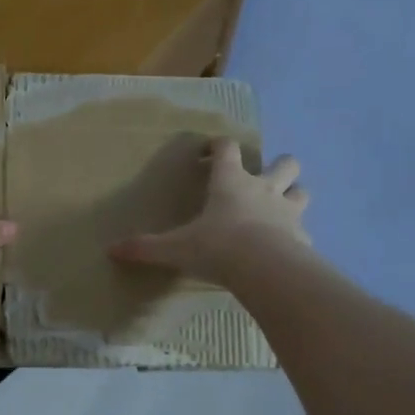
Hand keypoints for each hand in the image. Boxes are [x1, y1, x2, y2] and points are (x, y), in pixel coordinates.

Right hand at [107, 140, 309, 284]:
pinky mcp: (302, 237)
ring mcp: (288, 211)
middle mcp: (264, 189)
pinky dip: (296, 236)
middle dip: (276, 166)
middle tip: (259, 181)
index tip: (208, 152)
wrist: (264, 269)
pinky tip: (285, 248)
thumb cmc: (217, 247)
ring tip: (278, 210)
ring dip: (293, 195)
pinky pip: (303, 231)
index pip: (227, 149)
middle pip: (284, 162)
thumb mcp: (175, 248)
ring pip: (301, 191)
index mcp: (231, 182)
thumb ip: (146, 247)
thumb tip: (111, 250)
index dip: (218, 146)